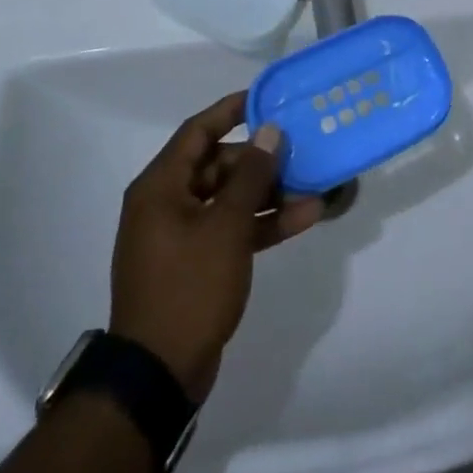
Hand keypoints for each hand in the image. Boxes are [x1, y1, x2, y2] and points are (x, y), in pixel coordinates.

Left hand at [109, 94, 322, 400]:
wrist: (159, 373)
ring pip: (229, 199)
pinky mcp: (197, 263)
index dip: (231, 111)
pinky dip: (261, 223)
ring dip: (268, 193)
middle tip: (299, 149)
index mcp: (160, 187)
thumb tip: (269, 132)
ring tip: (312, 185)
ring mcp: (181, 235)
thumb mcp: (226, 226)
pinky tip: (303, 218)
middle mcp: (167, 203)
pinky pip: (232, 229)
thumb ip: (251, 176)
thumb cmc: (189, 286)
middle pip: (217, 165)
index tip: (266, 99)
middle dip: (260, 159)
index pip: (197, 131)